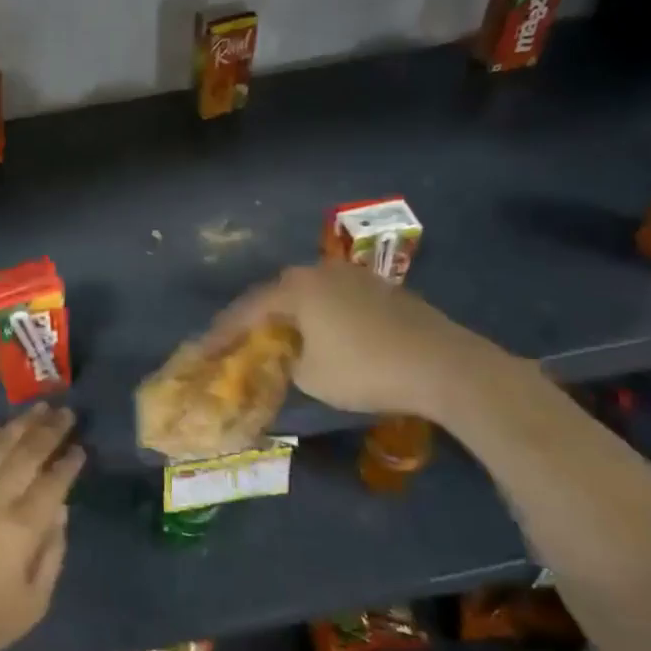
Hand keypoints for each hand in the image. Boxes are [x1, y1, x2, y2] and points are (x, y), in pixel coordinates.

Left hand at [0, 404, 82, 650]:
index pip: (54, 481)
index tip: (80, 447)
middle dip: (51, 430)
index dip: (70, 461)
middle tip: (66, 412)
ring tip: (37, 408)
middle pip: (28, 453)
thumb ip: (53, 550)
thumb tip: (61, 509)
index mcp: (23, 527)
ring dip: (19, 424)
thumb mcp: (35, 600)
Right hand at [212, 261, 498, 422]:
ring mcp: (354, 277)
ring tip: (281, 338)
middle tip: (241, 341)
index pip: (247, 309)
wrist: (445, 365)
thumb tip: (289, 356)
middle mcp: (320, 272)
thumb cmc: (366, 370)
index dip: (223, 333)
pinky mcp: (381, 290)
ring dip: (292, 316)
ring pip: (309, 295)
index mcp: (296, 288)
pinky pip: (336, 301)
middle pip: (277, 295)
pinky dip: (322, 317)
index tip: (204, 351)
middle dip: (258, 319)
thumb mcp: (310, 377)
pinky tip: (324, 336)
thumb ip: (286, 362)